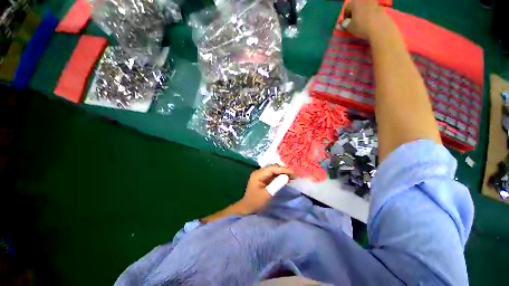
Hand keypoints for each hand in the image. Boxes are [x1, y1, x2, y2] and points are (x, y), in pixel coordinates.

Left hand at [237, 164, 294, 214]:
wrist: (248, 208)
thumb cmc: (256, 202)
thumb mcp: (267, 194)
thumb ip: (276, 184)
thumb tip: (286, 176)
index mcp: (258, 174)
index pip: (272, 168)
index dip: (283, 169)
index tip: (294, 173)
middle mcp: (259, 172)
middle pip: (273, 167)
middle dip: (284, 170)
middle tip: (295, 175)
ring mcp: (261, 175)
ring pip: (274, 170)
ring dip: (283, 172)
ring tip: (293, 176)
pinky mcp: (264, 178)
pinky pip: (273, 174)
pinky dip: (280, 176)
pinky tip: (286, 178)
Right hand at [343, 0, 392, 39]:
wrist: (380, 28)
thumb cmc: (361, 26)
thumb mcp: (350, 27)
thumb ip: (346, 24)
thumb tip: (345, 23)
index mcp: (355, 2)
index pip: (346, 9)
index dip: (344, 17)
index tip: (345, 24)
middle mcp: (364, 0)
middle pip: (356, 7)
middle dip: (354, 14)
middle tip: (352, 23)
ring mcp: (374, 2)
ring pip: (364, 8)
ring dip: (362, 14)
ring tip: (361, 24)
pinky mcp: (380, 7)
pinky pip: (372, 11)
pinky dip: (369, 16)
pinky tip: (369, 23)